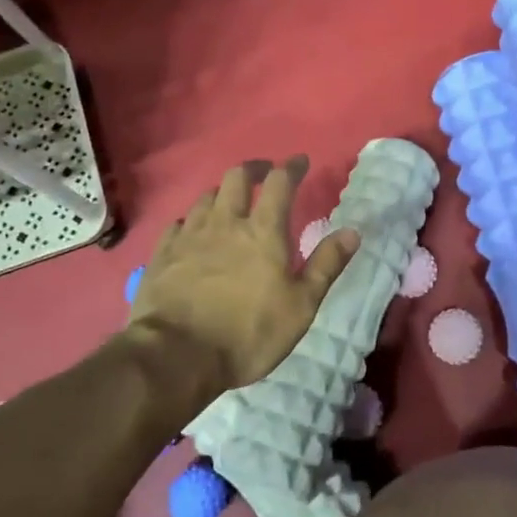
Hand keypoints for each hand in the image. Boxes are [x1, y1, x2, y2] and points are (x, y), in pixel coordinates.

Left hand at [129, 156, 360, 394]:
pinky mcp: (163, 253)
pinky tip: (193, 230)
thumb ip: (326, 265)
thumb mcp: (300, 306)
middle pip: (237, 177)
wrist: (176, 355)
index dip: (292, 167)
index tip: (300, 161)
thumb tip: (352, 231)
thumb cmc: (248, 333)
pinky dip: (192, 219)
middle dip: (254, 169)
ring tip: (230, 201)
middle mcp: (225, 222)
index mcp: (263, 231)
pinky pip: (179, 222)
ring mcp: (190, 235)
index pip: (280, 183)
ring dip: (223, 192)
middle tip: (264, 173)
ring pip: (207, 197)